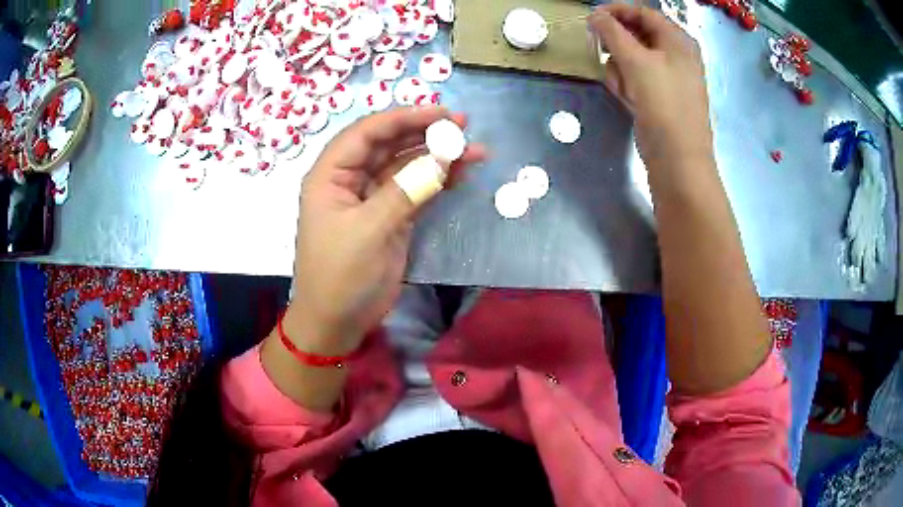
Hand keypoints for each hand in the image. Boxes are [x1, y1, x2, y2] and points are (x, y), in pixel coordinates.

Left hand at [287, 107, 484, 354]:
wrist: (338, 322)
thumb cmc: (341, 276)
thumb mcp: (369, 231)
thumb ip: (405, 191)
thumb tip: (443, 158)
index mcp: (331, 175)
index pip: (367, 133)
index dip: (403, 118)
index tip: (441, 113)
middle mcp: (350, 180)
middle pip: (389, 145)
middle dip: (424, 133)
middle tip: (464, 125)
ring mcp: (372, 198)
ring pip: (406, 166)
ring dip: (437, 156)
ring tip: (474, 150)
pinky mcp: (391, 216)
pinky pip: (416, 189)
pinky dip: (437, 180)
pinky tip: (462, 173)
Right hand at [588, 5, 712, 163]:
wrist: (678, 158)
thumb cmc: (663, 103)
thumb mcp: (635, 60)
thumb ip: (612, 32)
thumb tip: (595, 15)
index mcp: (678, 40)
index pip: (642, 12)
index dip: (616, 11)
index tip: (591, 18)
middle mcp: (676, 54)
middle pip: (636, 35)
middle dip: (617, 46)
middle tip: (603, 53)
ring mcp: (669, 76)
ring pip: (632, 58)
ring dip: (620, 68)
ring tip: (622, 86)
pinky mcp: (660, 96)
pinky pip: (636, 78)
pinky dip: (628, 84)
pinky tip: (628, 99)